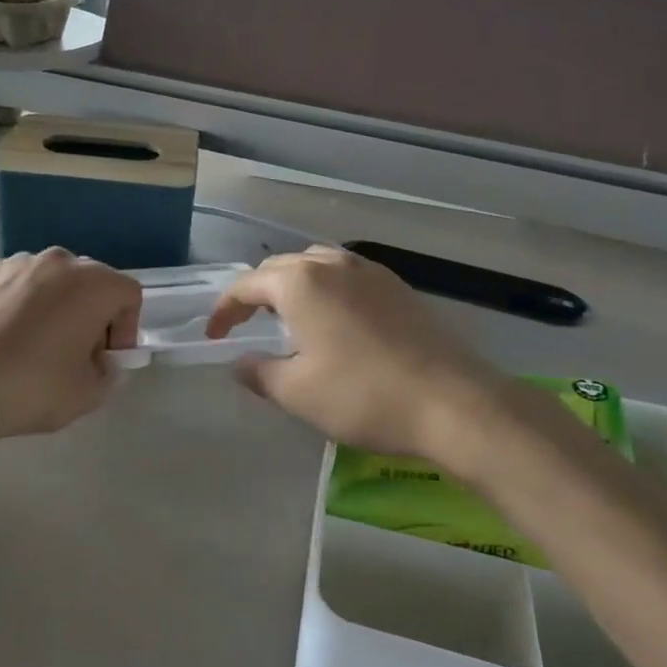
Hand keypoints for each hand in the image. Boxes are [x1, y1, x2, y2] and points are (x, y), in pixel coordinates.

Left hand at [0, 250, 140, 437]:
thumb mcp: (89, 394)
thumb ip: (109, 372)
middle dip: (92, 312)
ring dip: (55, 302)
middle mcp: (60, 261)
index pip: (128, 295)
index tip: (107, 357)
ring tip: (36, 338)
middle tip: (76, 350)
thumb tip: (100, 360)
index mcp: (94, 284)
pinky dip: (19, 299)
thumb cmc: (35, 387)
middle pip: (90, 281)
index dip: (126, 327)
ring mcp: (19, 261)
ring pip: (51, 278)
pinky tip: (5, 330)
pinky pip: (16, 281)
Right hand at [205, 246, 504, 459]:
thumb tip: (240, 363)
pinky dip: (326, 288)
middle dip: (256, 293)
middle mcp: (332, 264)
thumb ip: (259, 373)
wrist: (452, 402)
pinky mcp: (398, 287)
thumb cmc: (362, 395)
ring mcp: (370, 271)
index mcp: (300, 283)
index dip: (224, 310)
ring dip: (293, 284)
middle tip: (244, 324)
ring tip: (287, 314)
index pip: (246, 286)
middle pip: (280, 268)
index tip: (214, 336)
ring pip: (317, 264)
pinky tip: (333, 318)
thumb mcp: (297, 392)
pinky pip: (347, 275)